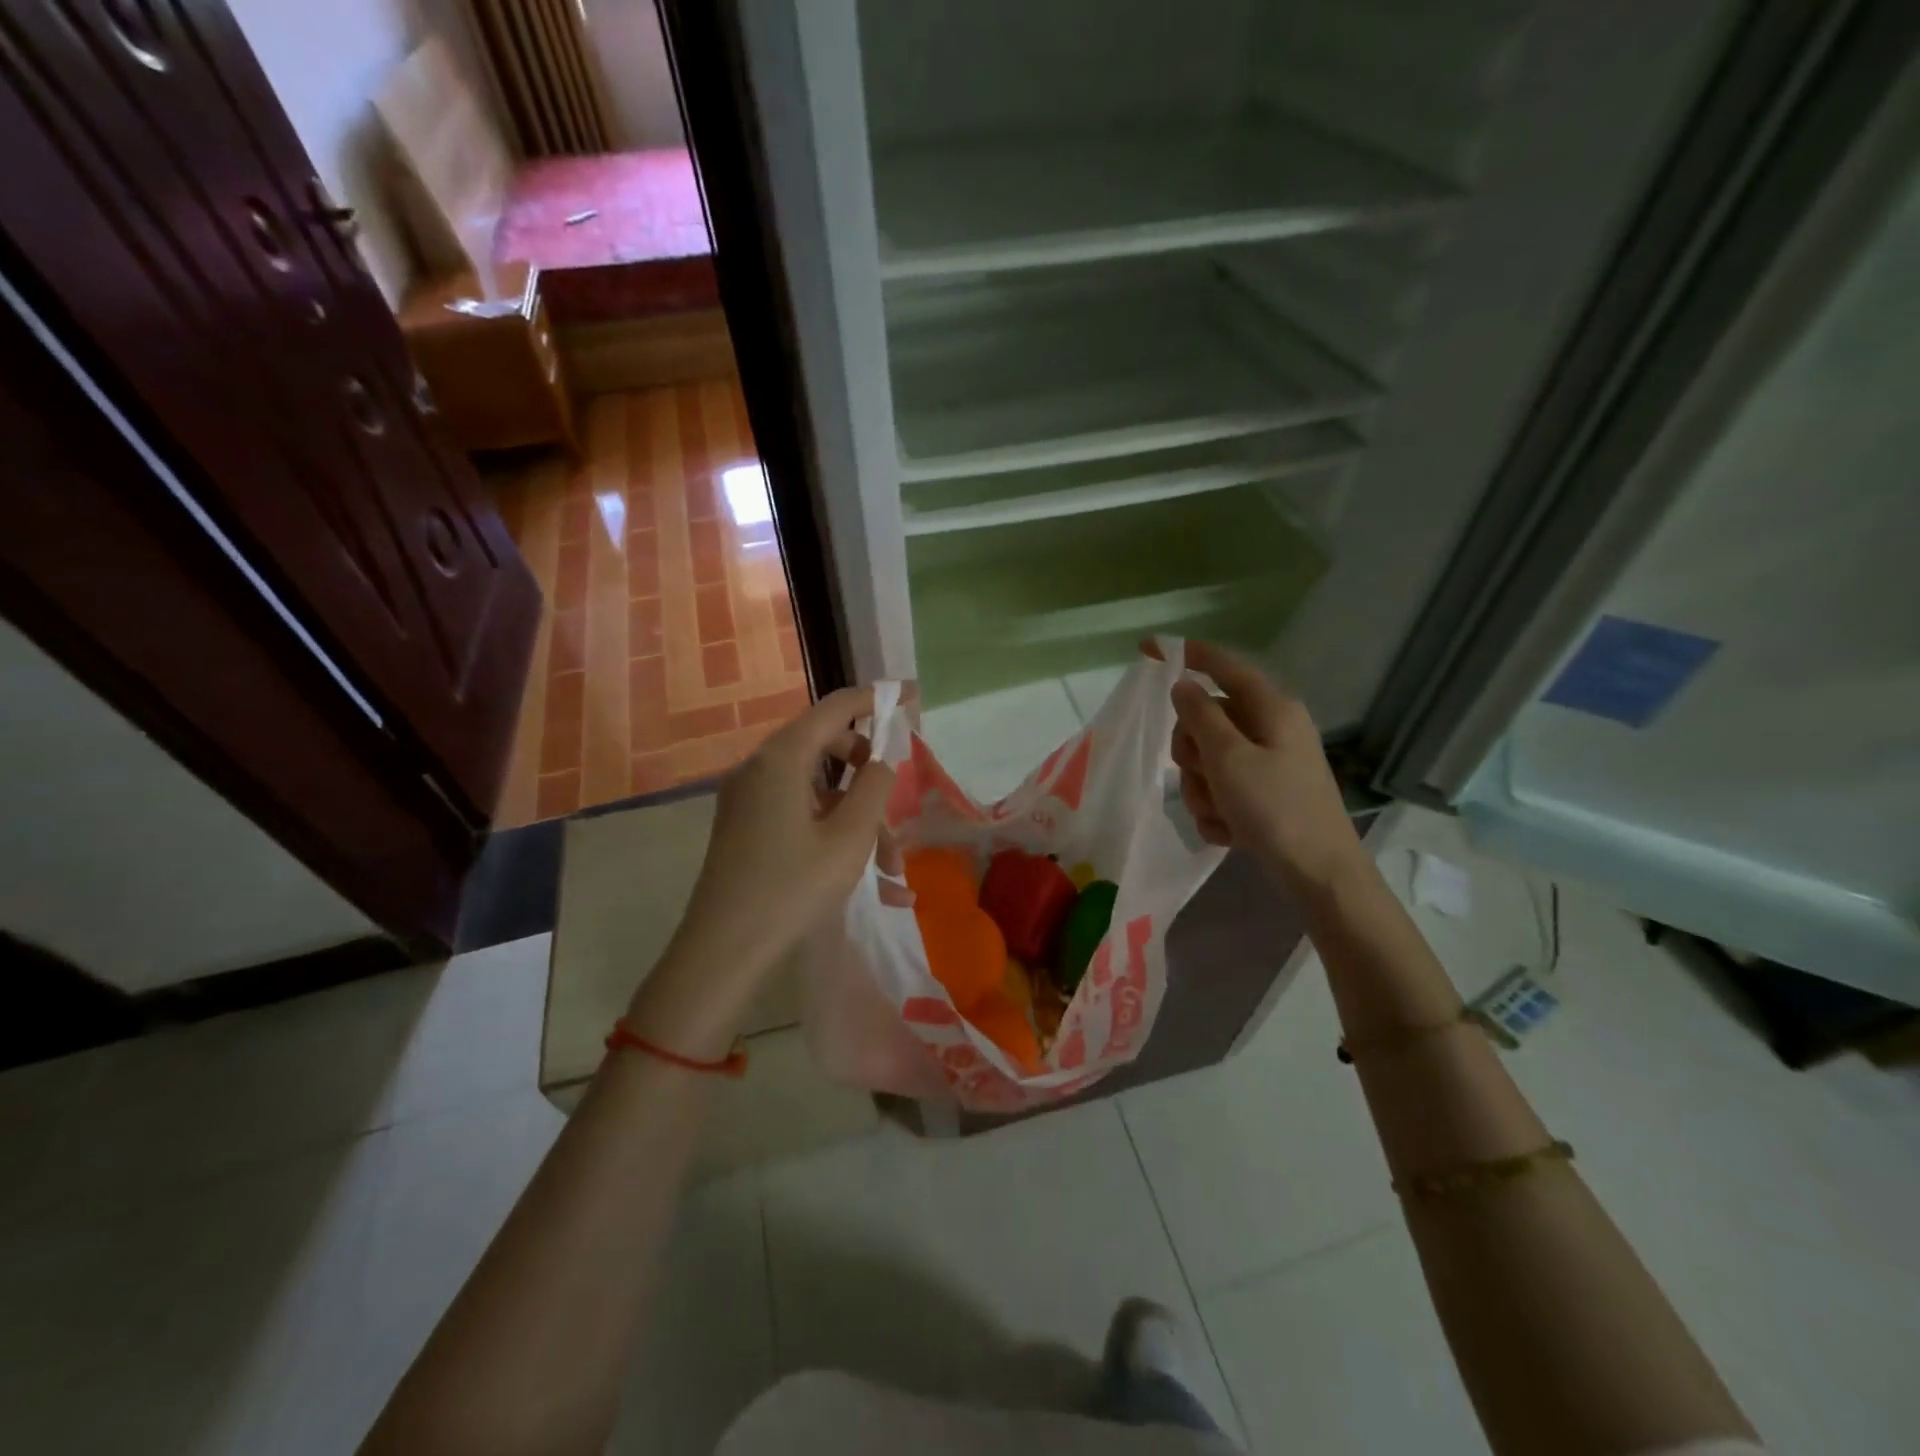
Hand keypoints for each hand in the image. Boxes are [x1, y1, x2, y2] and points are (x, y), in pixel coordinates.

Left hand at [630, 687, 892, 1052]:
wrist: (722, 951)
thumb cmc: (792, 888)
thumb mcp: (849, 837)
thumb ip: (875, 787)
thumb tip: (882, 759)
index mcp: (781, 758)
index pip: (835, 707)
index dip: (876, 699)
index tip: (912, 699)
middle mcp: (759, 768)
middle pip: (826, 746)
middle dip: (870, 774)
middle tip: (898, 805)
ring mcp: (748, 798)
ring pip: (817, 787)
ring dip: (857, 816)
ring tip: (891, 867)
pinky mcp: (745, 826)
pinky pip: (799, 811)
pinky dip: (832, 830)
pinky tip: (867, 877)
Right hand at [1166, 640, 1367, 900]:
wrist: (1319, 874)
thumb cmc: (1275, 809)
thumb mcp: (1229, 759)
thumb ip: (1201, 716)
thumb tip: (1182, 684)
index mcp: (1270, 709)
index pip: (1222, 667)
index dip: (1186, 655)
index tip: (1148, 648)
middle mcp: (1270, 728)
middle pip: (1206, 720)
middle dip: (1193, 753)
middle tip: (1203, 776)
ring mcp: (1267, 763)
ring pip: (1208, 760)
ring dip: (1203, 789)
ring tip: (1222, 814)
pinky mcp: (1263, 793)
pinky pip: (1221, 789)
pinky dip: (1217, 810)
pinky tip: (1231, 832)